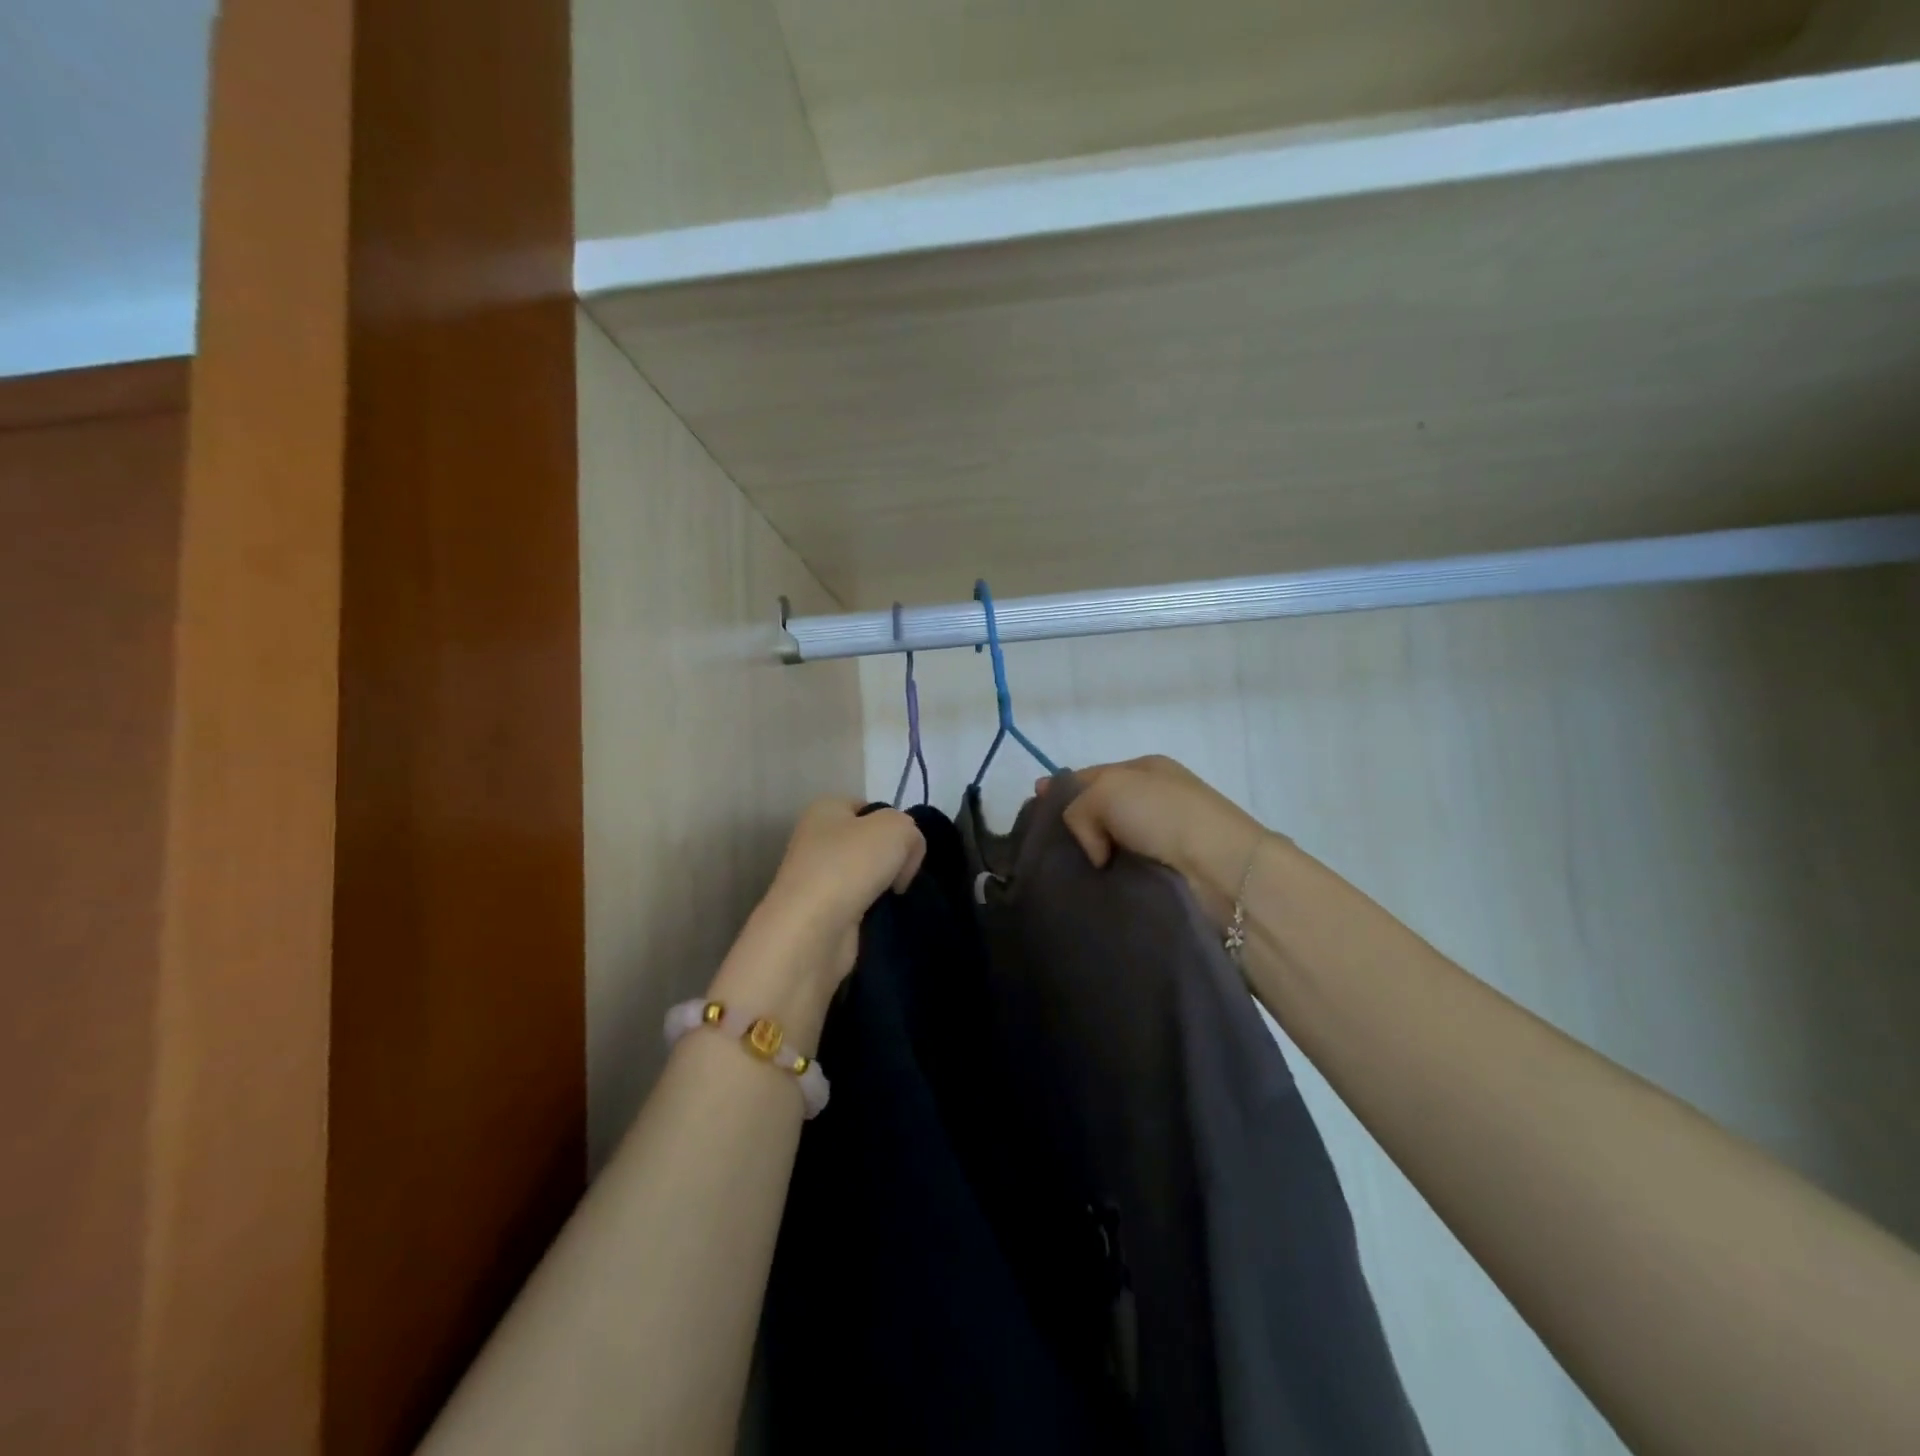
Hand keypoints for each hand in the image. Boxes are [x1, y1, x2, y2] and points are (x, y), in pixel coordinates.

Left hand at [760, 800, 926, 971]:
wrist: (813, 930)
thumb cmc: (850, 864)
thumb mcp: (897, 828)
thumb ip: (911, 830)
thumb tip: (904, 857)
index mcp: (825, 809)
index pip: (869, 807)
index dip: (894, 823)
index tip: (907, 846)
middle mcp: (815, 839)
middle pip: (869, 842)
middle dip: (892, 857)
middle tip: (903, 874)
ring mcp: (816, 877)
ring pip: (865, 874)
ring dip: (884, 886)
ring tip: (894, 897)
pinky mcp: (821, 912)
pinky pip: (858, 903)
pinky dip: (873, 910)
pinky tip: (881, 916)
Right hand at [1042, 756, 1266, 925]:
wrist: (1224, 872)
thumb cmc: (1165, 816)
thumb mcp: (1108, 789)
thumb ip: (1078, 807)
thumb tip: (1095, 853)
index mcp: (1145, 770)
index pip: (1091, 775)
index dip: (1060, 789)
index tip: (1033, 807)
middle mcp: (1154, 801)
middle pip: (1098, 811)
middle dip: (1072, 828)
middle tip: (1044, 850)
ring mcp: (1162, 840)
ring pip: (1109, 846)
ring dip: (1090, 860)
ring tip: (1064, 878)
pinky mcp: (1168, 877)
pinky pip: (1124, 874)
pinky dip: (1108, 882)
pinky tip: (1090, 893)